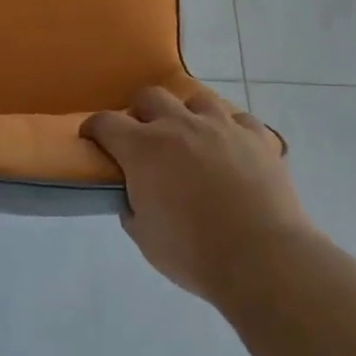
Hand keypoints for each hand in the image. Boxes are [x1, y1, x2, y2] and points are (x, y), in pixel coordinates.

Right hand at [81, 86, 307, 302]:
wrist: (263, 259)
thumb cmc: (194, 253)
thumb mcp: (145, 238)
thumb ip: (132, 207)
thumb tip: (133, 194)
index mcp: (143, 148)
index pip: (105, 122)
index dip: (94, 128)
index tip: (92, 139)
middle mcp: (179, 125)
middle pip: (149, 96)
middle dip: (140, 112)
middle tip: (143, 137)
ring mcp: (221, 126)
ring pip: (196, 99)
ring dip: (187, 115)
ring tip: (191, 138)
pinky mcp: (256, 136)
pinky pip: (238, 120)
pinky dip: (230, 130)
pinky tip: (231, 149)